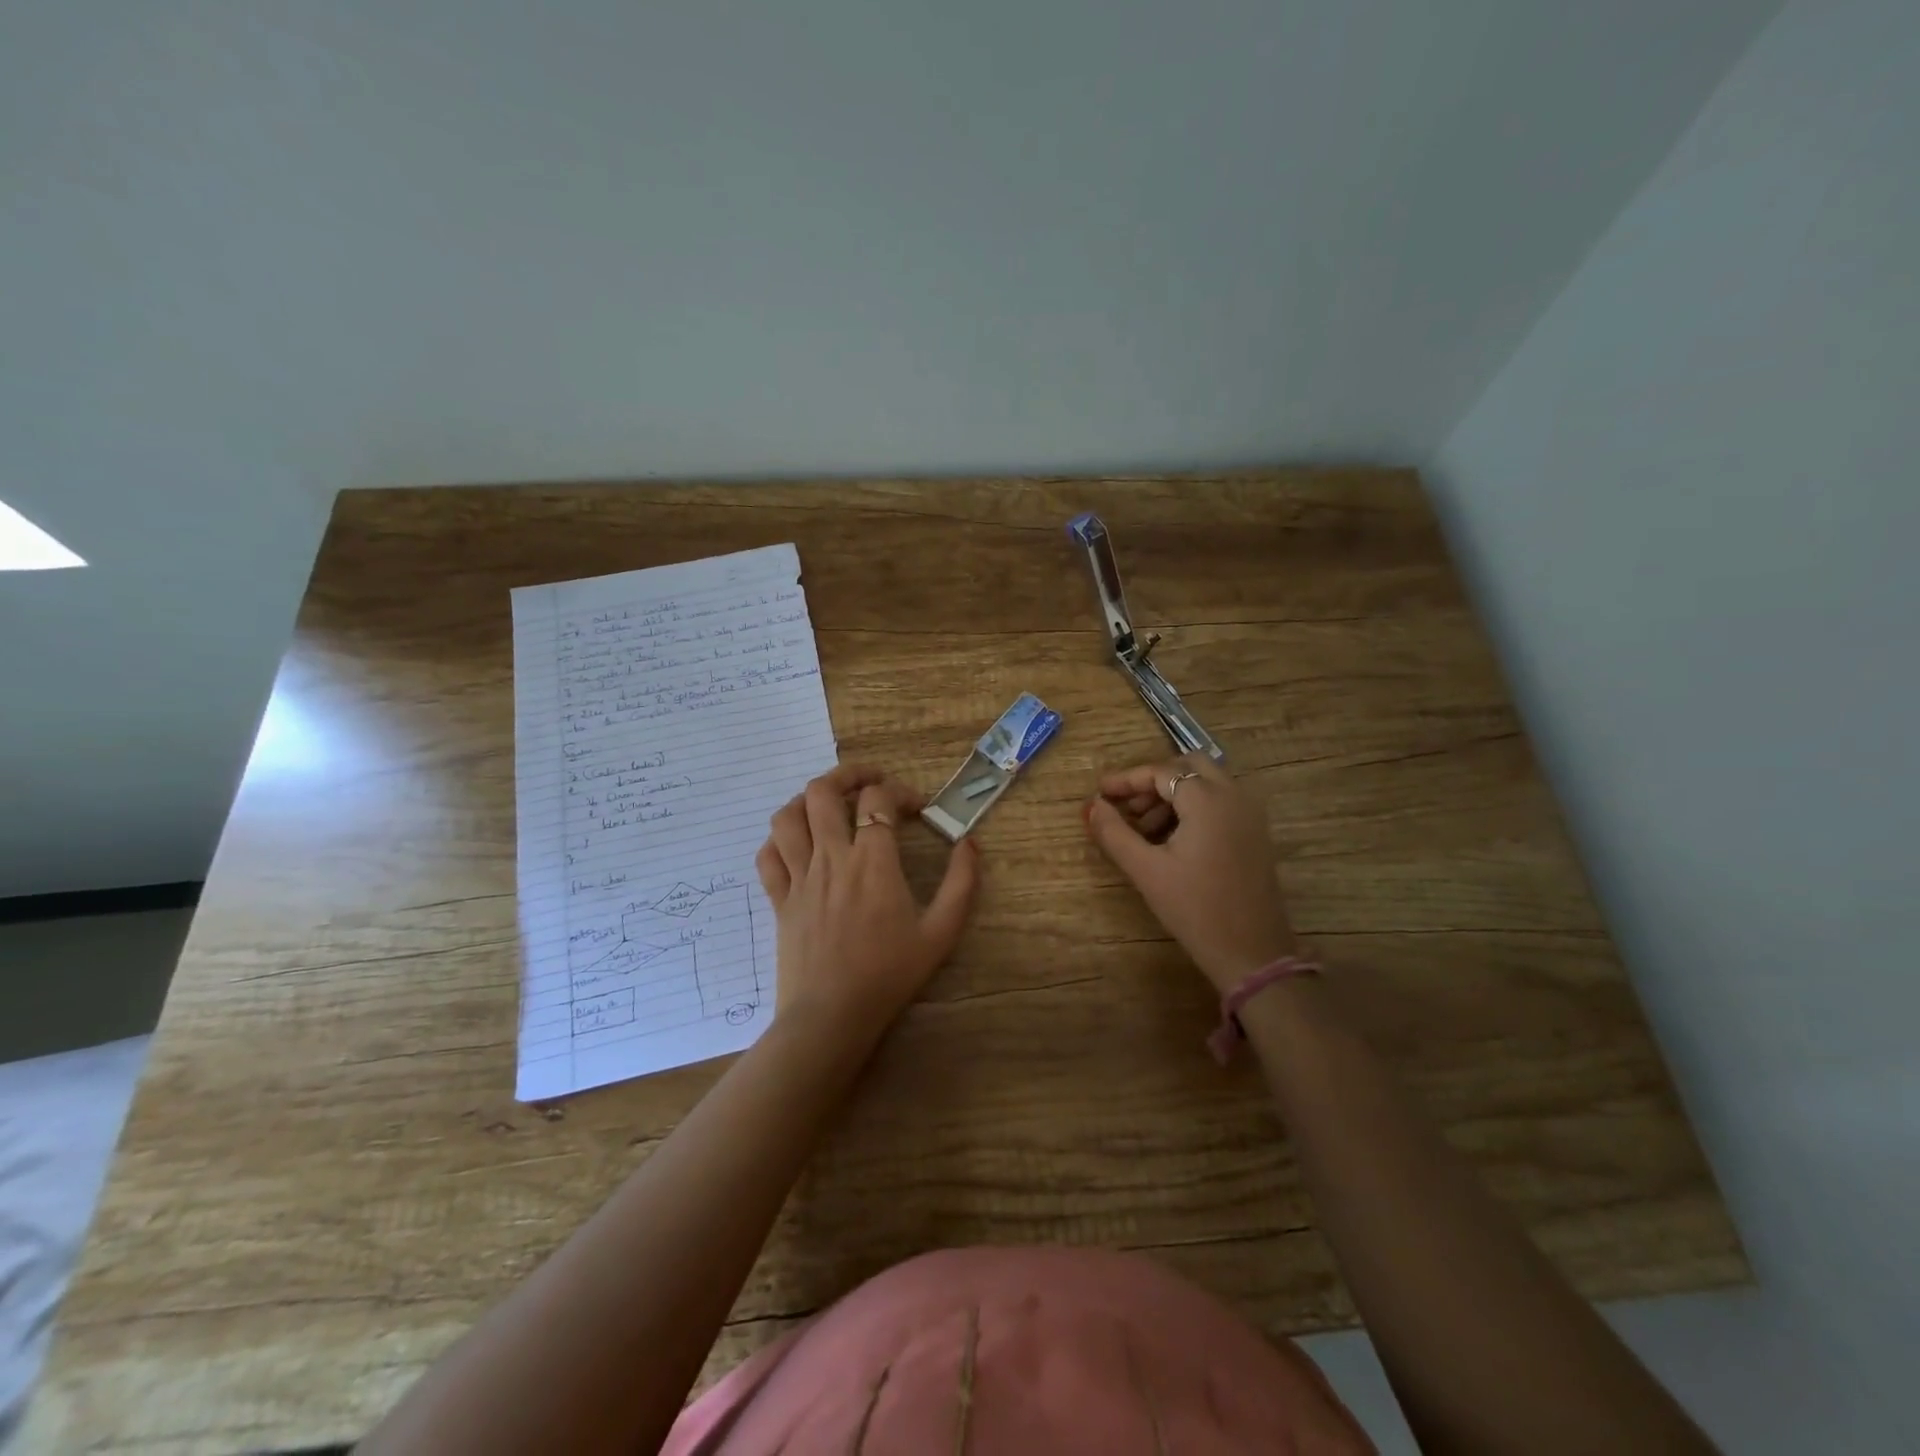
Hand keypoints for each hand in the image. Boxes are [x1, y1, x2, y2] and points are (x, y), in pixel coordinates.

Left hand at [756, 764, 979, 1047]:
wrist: (832, 1016)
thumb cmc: (889, 974)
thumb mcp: (941, 932)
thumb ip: (961, 883)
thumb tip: (969, 843)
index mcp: (873, 861)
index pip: (878, 799)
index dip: (900, 791)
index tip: (917, 807)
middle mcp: (832, 857)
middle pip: (823, 791)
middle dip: (847, 775)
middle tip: (868, 782)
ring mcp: (799, 877)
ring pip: (788, 816)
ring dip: (807, 800)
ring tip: (828, 805)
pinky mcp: (779, 899)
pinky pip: (768, 855)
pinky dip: (779, 839)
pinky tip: (797, 844)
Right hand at [1084, 755, 1297, 991]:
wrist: (1252, 953)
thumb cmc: (1194, 909)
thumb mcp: (1146, 870)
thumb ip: (1114, 832)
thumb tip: (1092, 805)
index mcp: (1208, 800)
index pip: (1160, 772)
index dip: (1126, 780)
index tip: (1099, 792)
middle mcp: (1234, 796)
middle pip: (1189, 767)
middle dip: (1154, 781)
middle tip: (1127, 806)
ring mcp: (1251, 814)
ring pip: (1207, 784)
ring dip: (1174, 794)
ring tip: (1144, 828)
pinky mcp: (1256, 834)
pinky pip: (1222, 803)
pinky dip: (1194, 807)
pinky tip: (1172, 839)